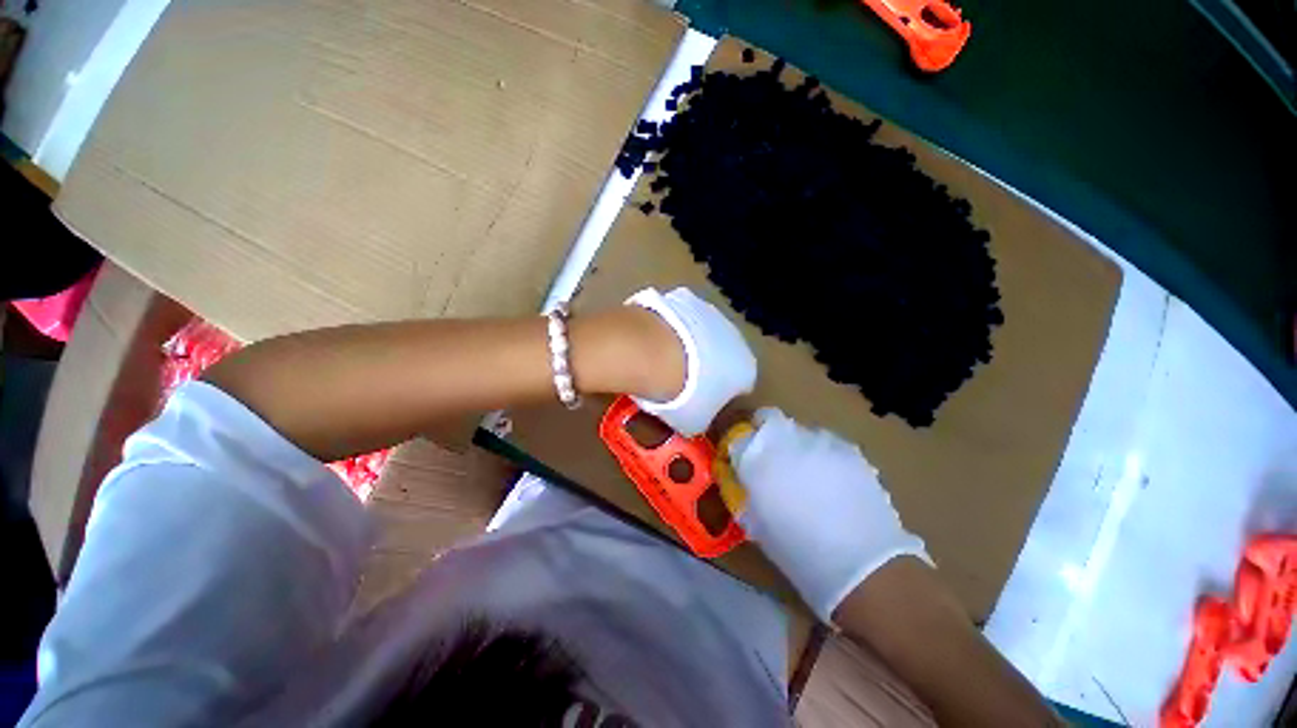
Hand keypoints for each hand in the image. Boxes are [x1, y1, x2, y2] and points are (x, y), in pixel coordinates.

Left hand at [624, 287, 756, 435]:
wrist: (655, 353)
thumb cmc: (681, 395)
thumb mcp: (694, 422)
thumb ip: (703, 418)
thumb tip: (696, 417)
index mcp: (745, 369)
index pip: (740, 385)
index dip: (721, 394)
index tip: (702, 400)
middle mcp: (736, 339)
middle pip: (723, 355)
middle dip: (707, 366)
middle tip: (682, 380)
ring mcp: (712, 314)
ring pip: (704, 334)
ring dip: (691, 345)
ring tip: (665, 359)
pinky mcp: (687, 298)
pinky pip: (683, 318)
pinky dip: (674, 327)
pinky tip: (656, 338)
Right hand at [730, 408, 929, 622]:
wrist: (863, 565)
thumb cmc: (797, 550)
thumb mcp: (755, 522)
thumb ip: (745, 490)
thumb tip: (744, 476)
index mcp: (758, 458)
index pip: (740, 433)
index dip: (741, 444)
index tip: (745, 458)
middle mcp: (787, 439)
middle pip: (769, 419)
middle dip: (767, 436)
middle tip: (775, 463)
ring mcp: (821, 440)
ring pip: (800, 430)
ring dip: (797, 446)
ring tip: (809, 476)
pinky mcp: (850, 449)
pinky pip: (827, 443)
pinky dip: (823, 456)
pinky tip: (833, 483)